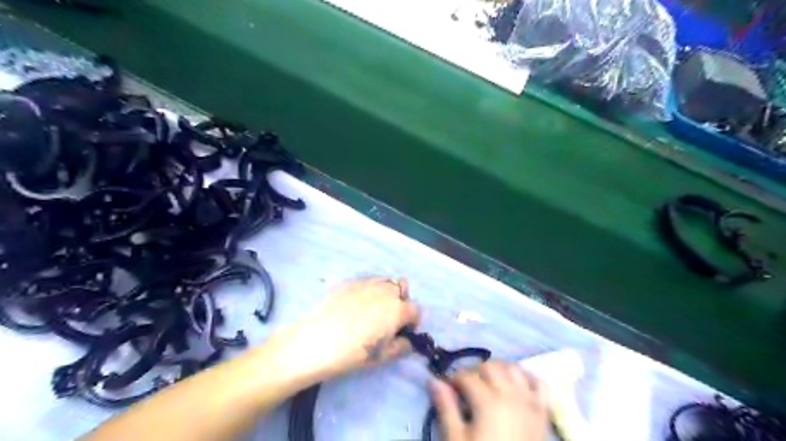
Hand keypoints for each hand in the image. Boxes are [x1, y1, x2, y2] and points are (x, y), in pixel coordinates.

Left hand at [277, 278, 420, 380]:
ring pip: (386, 282)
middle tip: (388, 320)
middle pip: (403, 290)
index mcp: (398, 309)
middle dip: (400, 304)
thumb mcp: (382, 357)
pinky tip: (356, 305)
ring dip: (387, 293)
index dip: (412, 322)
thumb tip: (407, 341)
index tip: (402, 332)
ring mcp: (367, 283)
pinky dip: (369, 290)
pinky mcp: (350, 281)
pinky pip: (368, 281)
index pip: (416, 310)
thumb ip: (401, 347)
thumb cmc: (353, 353)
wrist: (316, 341)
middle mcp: (386, 291)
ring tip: (374, 309)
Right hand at [430, 363, 551, 440]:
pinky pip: (540, 383)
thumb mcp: (457, 440)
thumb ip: (446, 408)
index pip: (467, 376)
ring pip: (514, 368)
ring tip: (489, 381)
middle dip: (475, 370)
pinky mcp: (543, 412)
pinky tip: (517, 383)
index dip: (455, 378)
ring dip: (500, 369)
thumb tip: (434, 381)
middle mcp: (510, 395)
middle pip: (491, 366)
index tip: (449, 387)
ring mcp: (529, 402)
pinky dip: (528, 377)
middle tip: (467, 386)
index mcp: (487, 402)